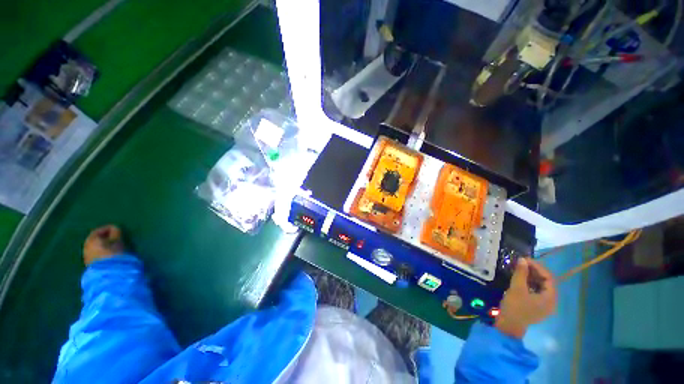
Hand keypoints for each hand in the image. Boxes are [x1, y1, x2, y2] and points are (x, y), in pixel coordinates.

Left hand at [83, 225, 125, 265]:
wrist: (108, 272)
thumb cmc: (113, 253)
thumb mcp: (117, 241)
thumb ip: (115, 233)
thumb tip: (115, 228)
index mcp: (91, 239)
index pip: (98, 230)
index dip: (108, 228)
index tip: (117, 228)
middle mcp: (86, 246)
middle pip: (95, 239)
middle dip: (105, 237)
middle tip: (115, 237)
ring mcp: (87, 256)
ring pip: (95, 247)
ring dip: (103, 245)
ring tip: (113, 246)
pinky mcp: (90, 264)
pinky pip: (95, 254)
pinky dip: (102, 251)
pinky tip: (109, 254)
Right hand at [495, 258, 556, 338]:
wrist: (509, 325)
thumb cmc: (515, 306)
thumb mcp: (517, 288)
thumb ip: (521, 273)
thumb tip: (522, 259)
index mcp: (550, 298)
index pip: (549, 277)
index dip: (537, 267)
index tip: (524, 260)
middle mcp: (551, 301)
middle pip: (546, 282)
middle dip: (534, 271)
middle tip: (521, 263)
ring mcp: (544, 305)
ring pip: (540, 286)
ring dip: (531, 277)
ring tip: (519, 270)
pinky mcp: (536, 307)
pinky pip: (536, 291)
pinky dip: (529, 284)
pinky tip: (520, 280)